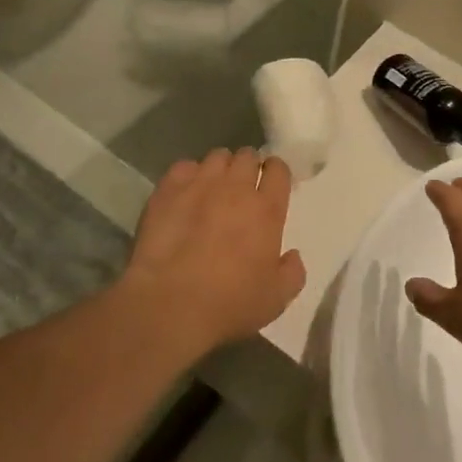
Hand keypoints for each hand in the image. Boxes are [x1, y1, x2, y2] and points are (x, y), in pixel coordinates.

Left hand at [121, 148, 305, 352]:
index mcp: (267, 209)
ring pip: (217, 156)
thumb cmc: (229, 304)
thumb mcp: (276, 299)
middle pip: (247, 156)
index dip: (275, 172)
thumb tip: (292, 255)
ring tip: (212, 187)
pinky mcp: (168, 190)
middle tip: (241, 186)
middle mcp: (236, 188)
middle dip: (248, 166)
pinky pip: (184, 166)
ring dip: (220, 168)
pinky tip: (184, 193)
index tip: (270, 182)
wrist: (170, 305)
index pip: (278, 169)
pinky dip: (188, 175)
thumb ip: (292, 272)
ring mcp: (200, 184)